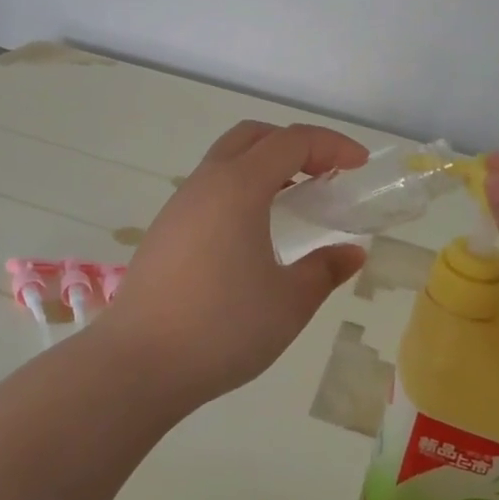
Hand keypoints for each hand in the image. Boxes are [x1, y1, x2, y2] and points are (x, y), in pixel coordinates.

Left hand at [98, 121, 367, 403]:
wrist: (138, 363)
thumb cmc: (222, 328)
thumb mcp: (289, 303)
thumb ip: (325, 270)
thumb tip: (351, 253)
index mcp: (238, 187)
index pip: (291, 141)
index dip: (331, 144)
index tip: (360, 165)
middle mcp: (205, 184)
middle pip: (252, 137)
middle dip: (294, 144)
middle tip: (324, 174)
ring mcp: (179, 206)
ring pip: (226, 162)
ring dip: (264, 167)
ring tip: (293, 203)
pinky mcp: (164, 231)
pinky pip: (209, 190)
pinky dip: (241, 190)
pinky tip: (253, 234)